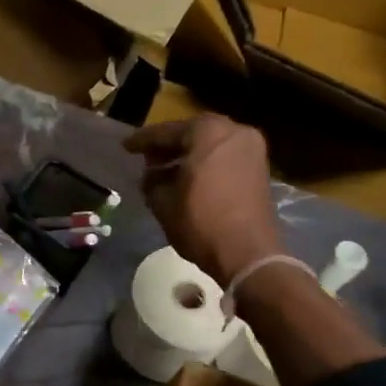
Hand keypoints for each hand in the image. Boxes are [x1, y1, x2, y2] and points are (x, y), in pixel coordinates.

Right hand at [123, 114, 282, 285]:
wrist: (247, 254)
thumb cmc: (201, 222)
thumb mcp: (163, 202)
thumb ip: (153, 181)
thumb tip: (152, 175)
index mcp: (208, 132)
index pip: (167, 132)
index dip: (143, 140)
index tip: (126, 146)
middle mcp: (234, 132)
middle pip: (193, 133)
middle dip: (169, 145)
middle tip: (146, 157)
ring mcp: (251, 149)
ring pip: (210, 144)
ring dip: (187, 154)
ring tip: (164, 169)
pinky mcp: (259, 169)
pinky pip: (224, 156)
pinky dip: (205, 162)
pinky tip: (187, 177)